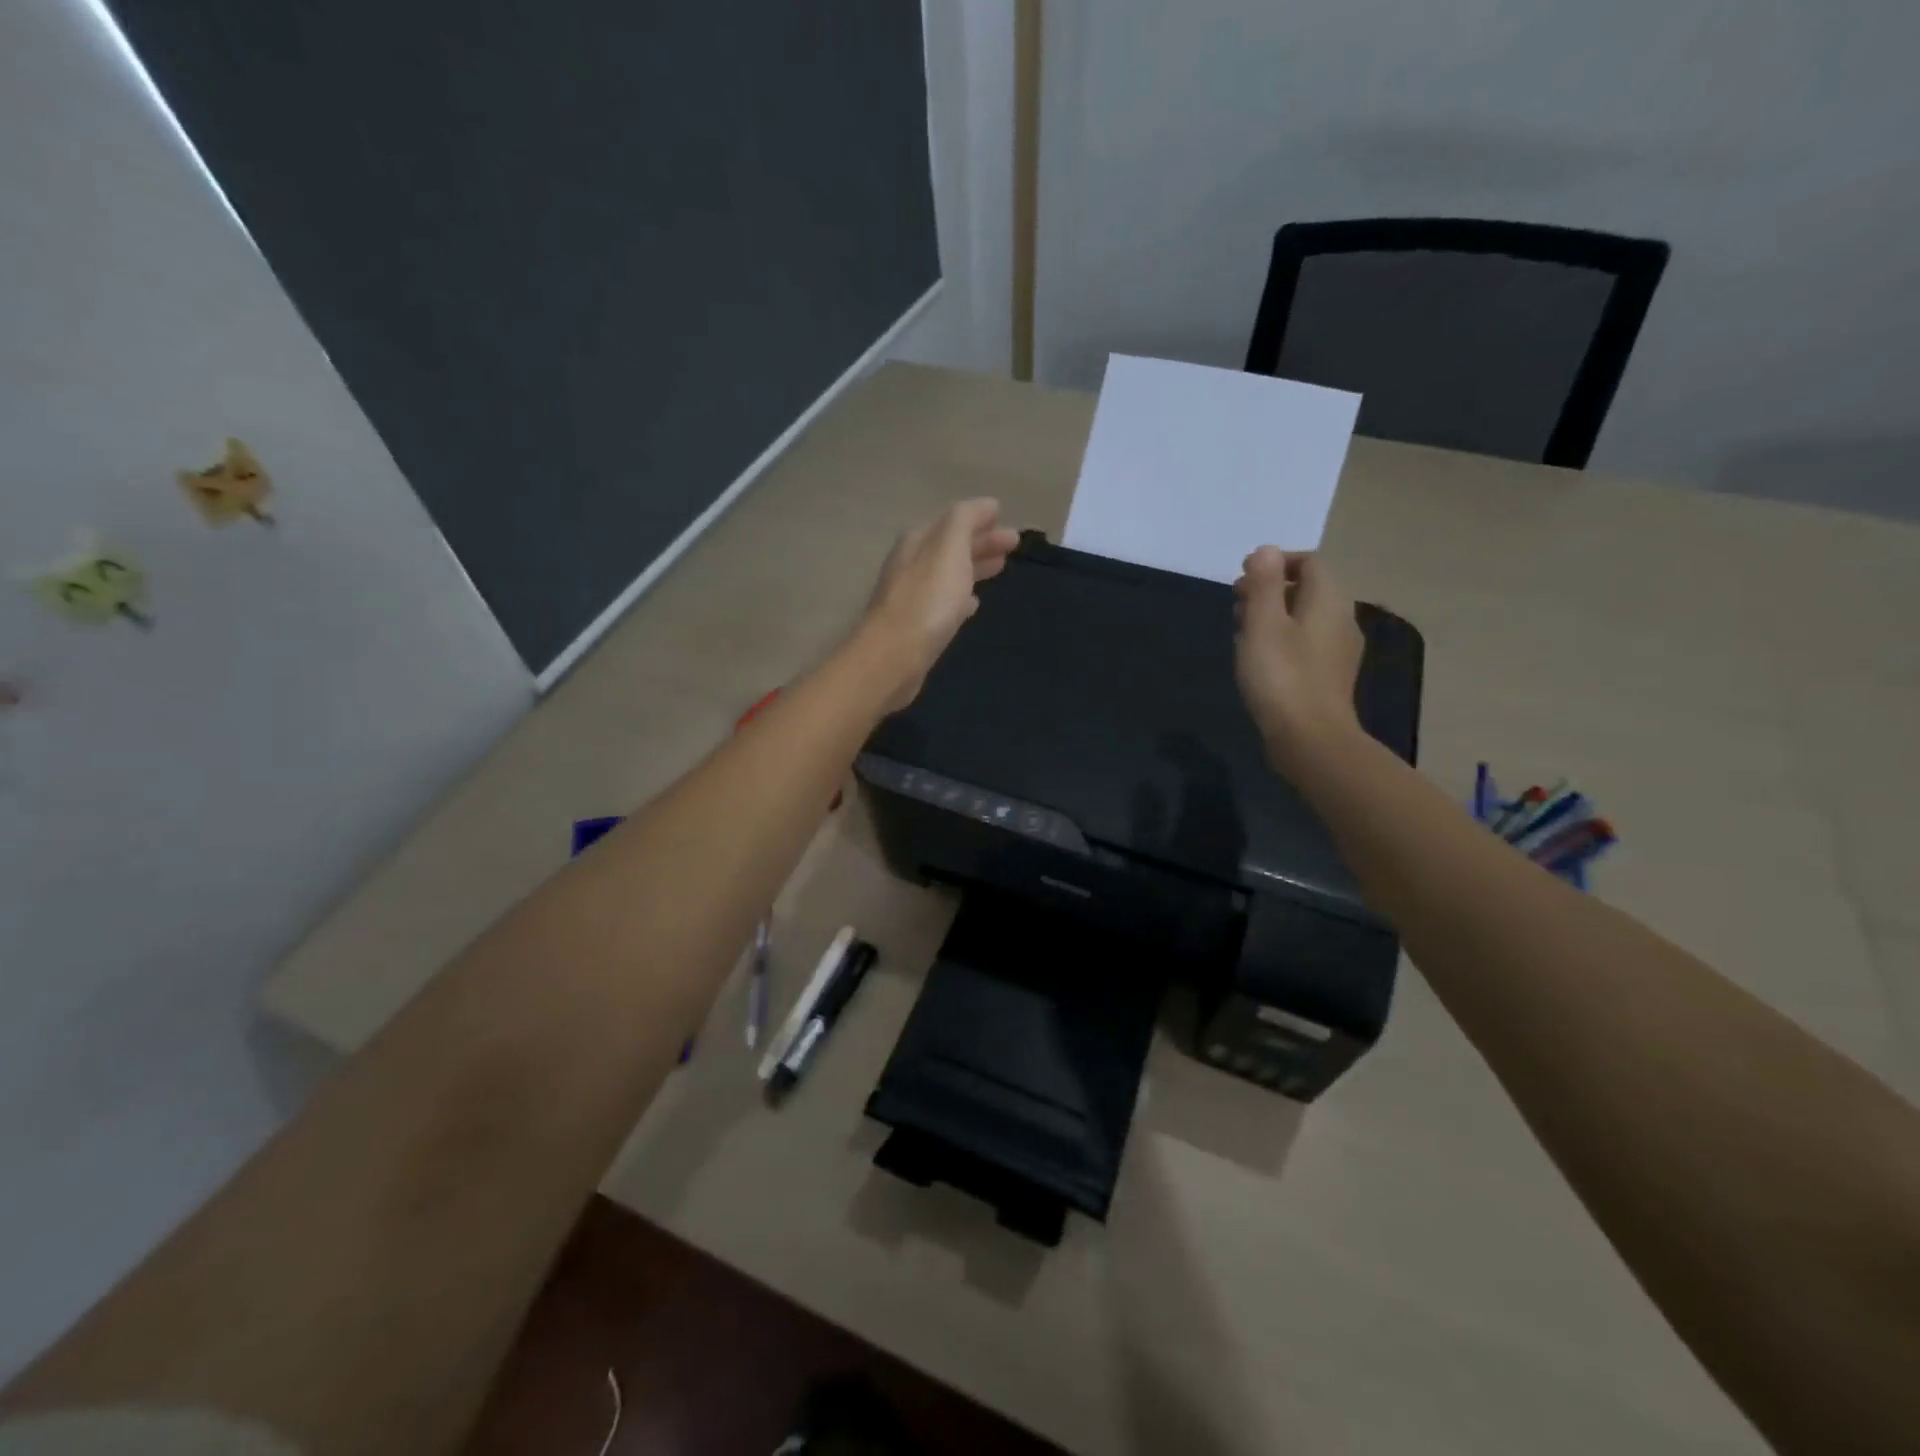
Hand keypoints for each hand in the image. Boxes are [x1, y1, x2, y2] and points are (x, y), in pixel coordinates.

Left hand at [861, 498, 1019, 709]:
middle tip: (1013, 544)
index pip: (953, 521)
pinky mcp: (916, 626)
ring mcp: (912, 596)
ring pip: (949, 574)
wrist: (894, 657)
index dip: (980, 519)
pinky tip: (972, 605)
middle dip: (981, 542)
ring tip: (1000, 568)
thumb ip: (965, 521)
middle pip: (951, 547)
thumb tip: (986, 505)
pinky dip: (961, 597)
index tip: (1009, 523)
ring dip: (974, 567)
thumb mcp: (949, 549)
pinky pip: (943, 603)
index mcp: (918, 542)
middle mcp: (911, 564)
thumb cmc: (927, 600)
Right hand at [1234, 547, 1364, 772]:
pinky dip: (1282, 639)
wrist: (1310, 739)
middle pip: (1308, 589)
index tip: (1242, 578)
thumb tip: (1266, 550)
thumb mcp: (1263, 624)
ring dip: (1274, 615)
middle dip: (1271, 589)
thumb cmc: (1281, 676)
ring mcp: (1339, 650)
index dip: (1275, 563)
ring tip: (1241, 630)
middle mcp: (1341, 619)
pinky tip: (1259, 658)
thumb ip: (1263, 584)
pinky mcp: (1329, 676)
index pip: (1309, 562)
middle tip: (1235, 603)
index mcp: (1328, 600)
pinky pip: (1306, 642)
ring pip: (1305, 617)